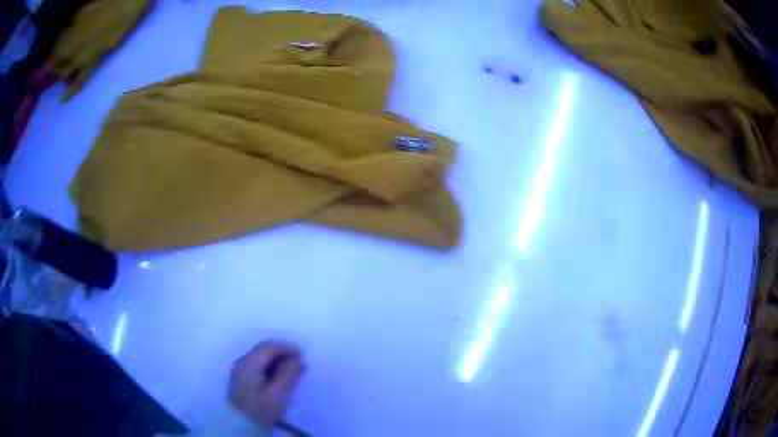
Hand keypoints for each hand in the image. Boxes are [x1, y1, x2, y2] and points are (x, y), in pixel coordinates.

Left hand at [228, 341, 305, 427]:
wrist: (242, 425)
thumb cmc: (260, 411)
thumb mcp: (277, 396)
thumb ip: (287, 375)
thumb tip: (298, 359)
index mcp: (248, 365)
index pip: (268, 348)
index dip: (286, 348)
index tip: (303, 355)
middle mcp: (241, 362)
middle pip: (263, 349)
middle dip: (282, 352)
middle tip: (300, 362)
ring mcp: (240, 368)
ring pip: (261, 355)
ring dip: (277, 358)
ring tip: (293, 369)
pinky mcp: (242, 375)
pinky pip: (258, 363)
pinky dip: (271, 365)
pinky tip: (280, 374)